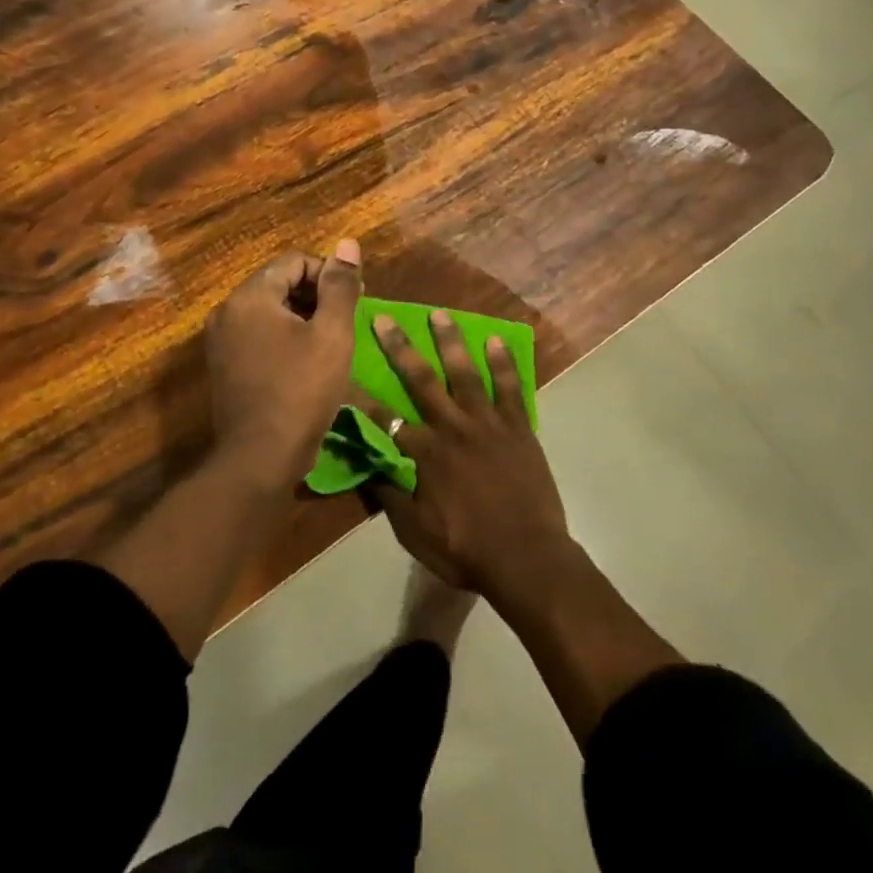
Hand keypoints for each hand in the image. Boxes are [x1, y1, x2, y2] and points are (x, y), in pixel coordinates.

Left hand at [206, 239, 361, 480]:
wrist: (261, 458)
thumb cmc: (302, 389)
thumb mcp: (332, 333)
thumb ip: (340, 285)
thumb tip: (347, 244)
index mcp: (250, 297)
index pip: (295, 261)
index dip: (329, 274)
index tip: (355, 298)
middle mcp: (227, 311)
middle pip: (279, 283)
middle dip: (316, 295)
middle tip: (347, 320)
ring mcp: (221, 341)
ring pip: (270, 311)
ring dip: (302, 317)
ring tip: (331, 341)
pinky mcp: (223, 366)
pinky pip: (258, 335)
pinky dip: (284, 338)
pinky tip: (307, 361)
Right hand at [367, 310, 571, 598]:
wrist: (528, 559)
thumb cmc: (467, 550)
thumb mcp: (415, 533)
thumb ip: (390, 495)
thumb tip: (366, 464)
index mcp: (425, 453)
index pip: (384, 418)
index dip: (361, 396)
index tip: (344, 372)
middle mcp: (453, 427)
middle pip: (421, 379)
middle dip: (400, 347)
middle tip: (386, 318)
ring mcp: (488, 423)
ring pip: (465, 372)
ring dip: (450, 341)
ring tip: (440, 313)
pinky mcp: (518, 426)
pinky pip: (509, 387)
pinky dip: (503, 362)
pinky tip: (495, 340)